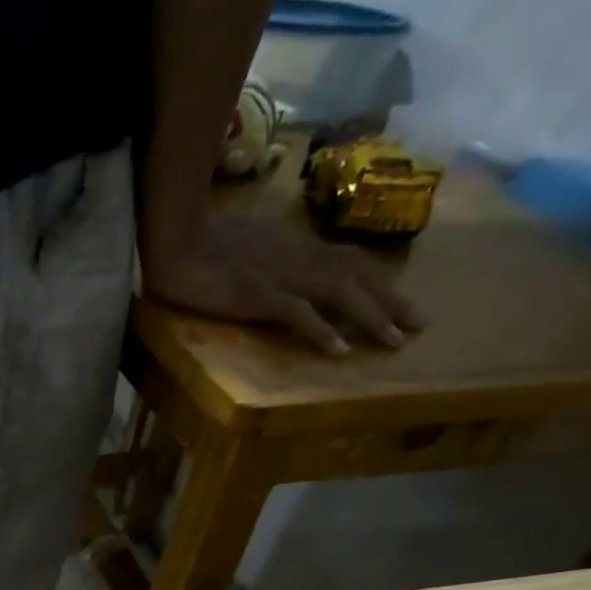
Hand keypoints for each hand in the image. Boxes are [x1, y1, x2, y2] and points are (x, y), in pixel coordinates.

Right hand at [144, 212, 421, 354]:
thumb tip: (279, 271)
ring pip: (340, 293)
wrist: (174, 238)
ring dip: (370, 317)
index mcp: (294, 246)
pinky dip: (321, 331)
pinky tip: (339, 351)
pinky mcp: (258, 295)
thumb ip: (267, 257)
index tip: (399, 301)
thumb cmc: (198, 242)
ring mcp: (279, 276)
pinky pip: (298, 314)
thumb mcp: (244, 245)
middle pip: (356, 276)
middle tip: (417, 326)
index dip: (378, 280)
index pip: (347, 260)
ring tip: (394, 341)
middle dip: (390, 300)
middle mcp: (297, 258)